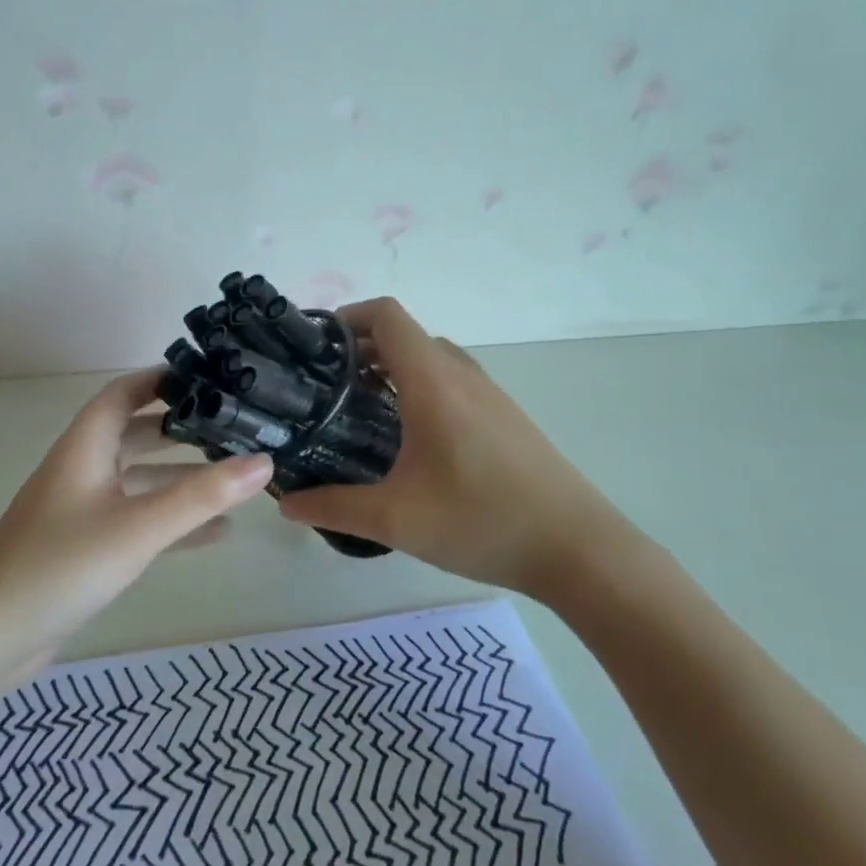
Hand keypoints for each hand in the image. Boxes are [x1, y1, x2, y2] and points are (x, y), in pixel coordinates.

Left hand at [0, 369, 272, 670]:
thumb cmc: (61, 565)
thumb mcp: (139, 527)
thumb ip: (202, 496)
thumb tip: (264, 461)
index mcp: (85, 447)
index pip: (123, 392)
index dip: (161, 378)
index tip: (209, 377)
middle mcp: (82, 469)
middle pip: (136, 433)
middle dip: (181, 428)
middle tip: (233, 426)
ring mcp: (82, 509)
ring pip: (139, 479)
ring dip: (181, 477)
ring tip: (234, 476)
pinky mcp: (84, 546)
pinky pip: (137, 519)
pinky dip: (172, 519)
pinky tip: (214, 534)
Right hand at [276, 299, 652, 598]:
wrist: (579, 549)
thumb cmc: (482, 521)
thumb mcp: (396, 519)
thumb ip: (334, 508)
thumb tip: (286, 504)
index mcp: (433, 382)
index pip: (387, 315)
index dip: (347, 317)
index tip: (315, 349)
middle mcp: (462, 375)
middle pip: (406, 335)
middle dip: (361, 348)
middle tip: (325, 387)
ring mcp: (489, 394)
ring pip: (431, 359)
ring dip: (393, 369)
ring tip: (360, 410)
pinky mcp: (505, 417)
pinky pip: (452, 382)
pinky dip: (420, 388)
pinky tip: (409, 439)